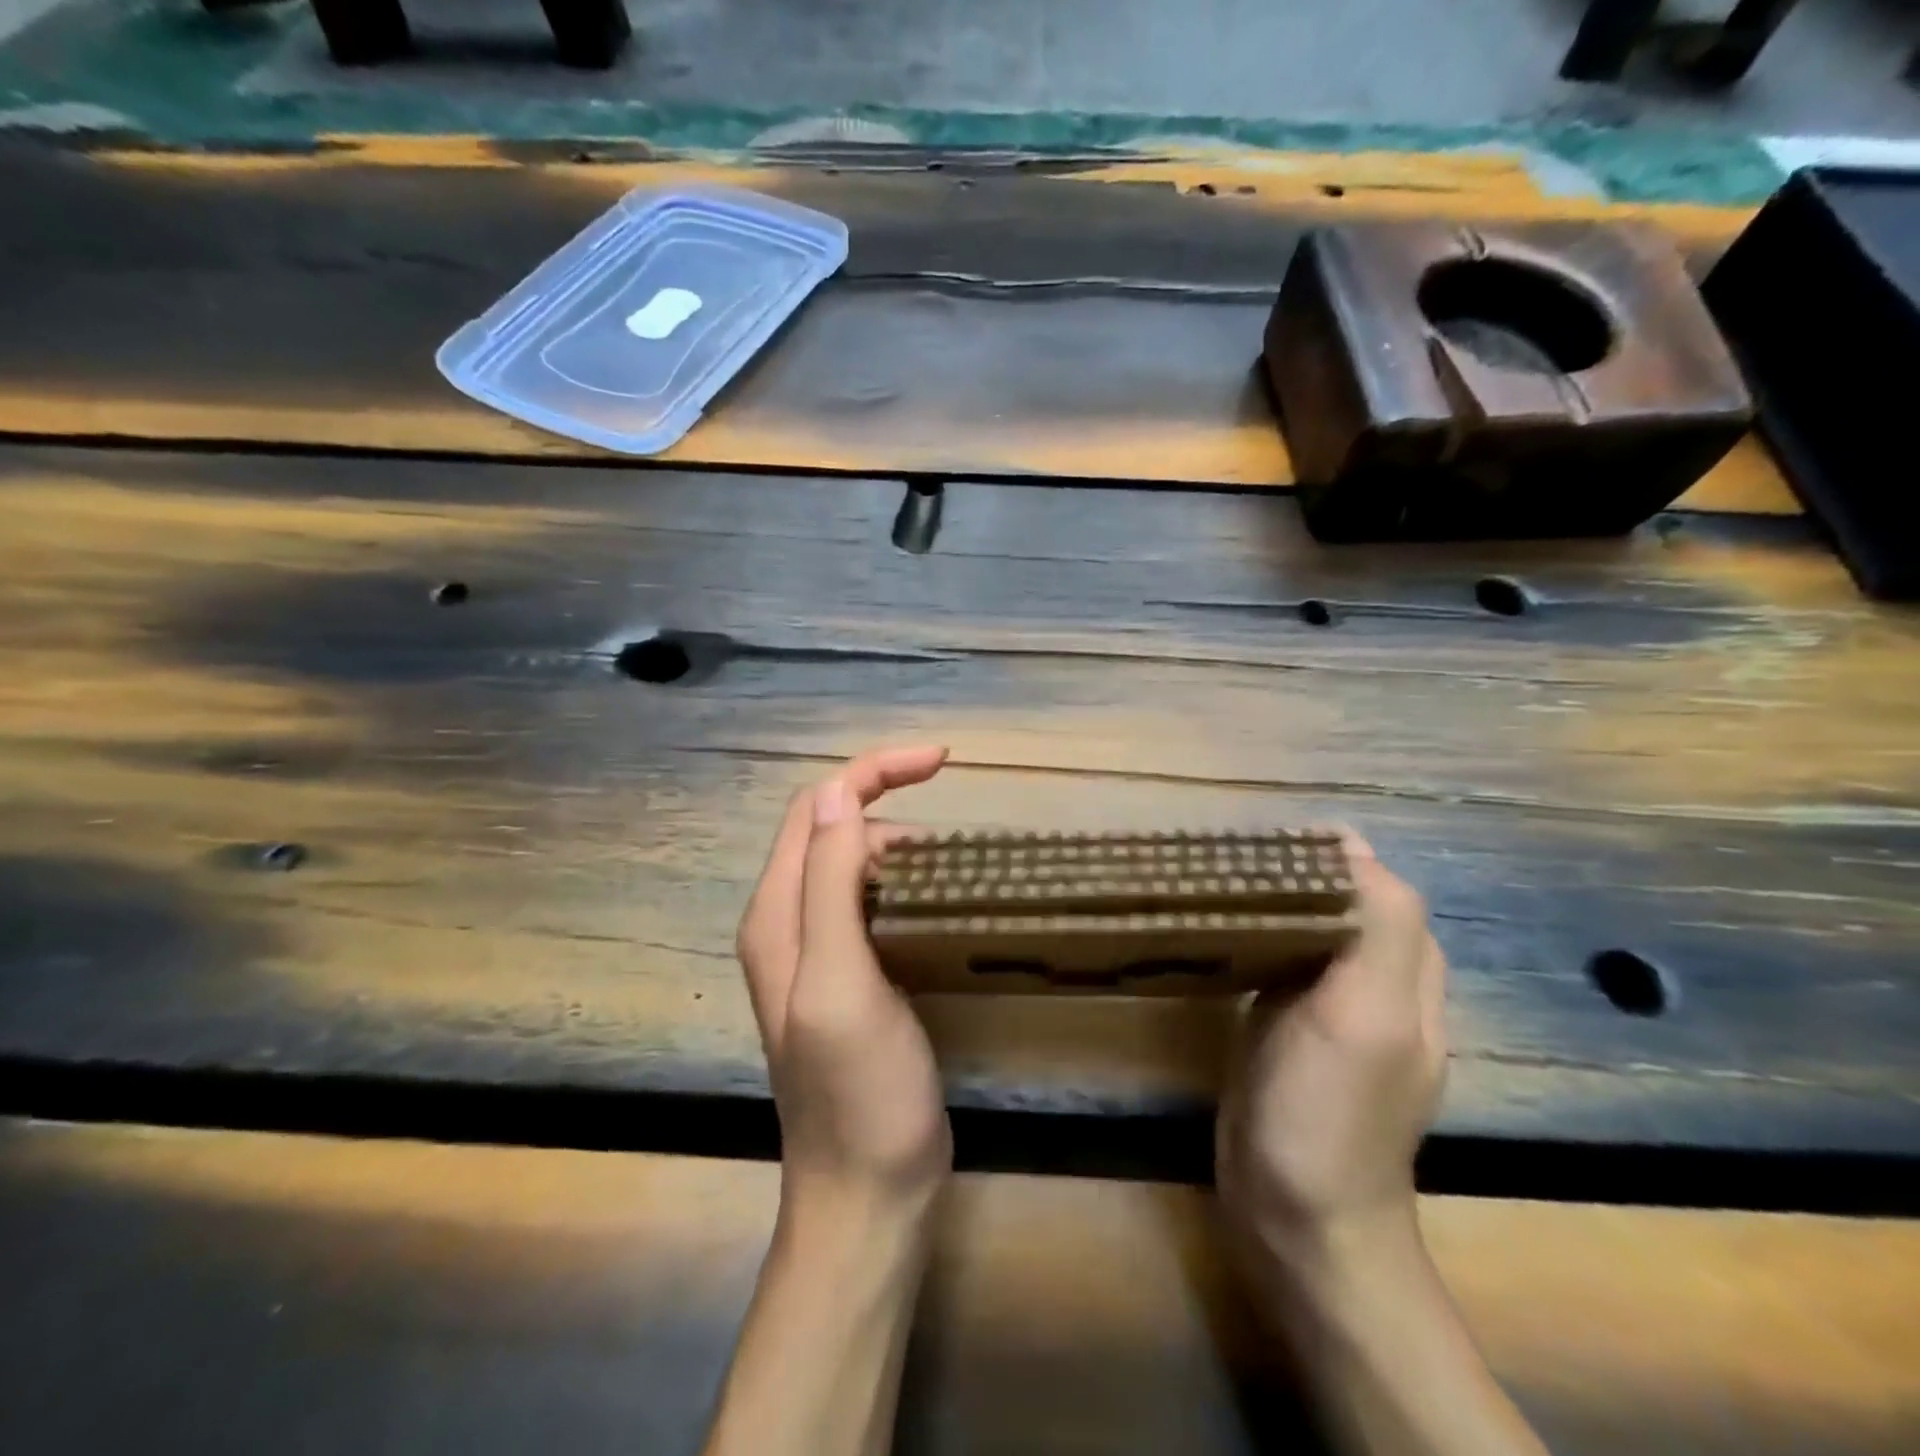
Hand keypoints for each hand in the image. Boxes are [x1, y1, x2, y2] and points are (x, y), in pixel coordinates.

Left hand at [737, 745, 952, 1213]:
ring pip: (855, 864)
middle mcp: (790, 923)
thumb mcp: (840, 982)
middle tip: (949, 838)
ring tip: (952, 867)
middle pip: (833, 829)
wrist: (868, 1192)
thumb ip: (830, 886)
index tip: (942, 761)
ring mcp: (822, 951)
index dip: (872, 772)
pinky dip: (906, 883)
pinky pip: (873, 902)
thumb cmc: (858, 1091)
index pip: (817, 808)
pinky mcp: (855, 975)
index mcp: (778, 915)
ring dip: (900, 845)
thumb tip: (838, 795)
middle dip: (888, 805)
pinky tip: (939, 900)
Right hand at [1216, 833, 1446, 1265]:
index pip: (1372, 882)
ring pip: (1302, 927)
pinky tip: (1214, 928)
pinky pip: (1273, 960)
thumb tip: (1349, 843)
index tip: (1261, 839)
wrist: (1295, 1216)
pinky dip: (1250, 934)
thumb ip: (1378, 928)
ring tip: (1213, 879)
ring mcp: (1323, 1007)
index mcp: (1403, 970)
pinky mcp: (1281, 1026)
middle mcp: (1370, 981)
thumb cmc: (1330, 1112)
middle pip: (1336, 900)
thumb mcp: (1366, 1014)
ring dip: (1267, 898)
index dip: (1324, 853)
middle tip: (1225, 857)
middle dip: (1290, 869)